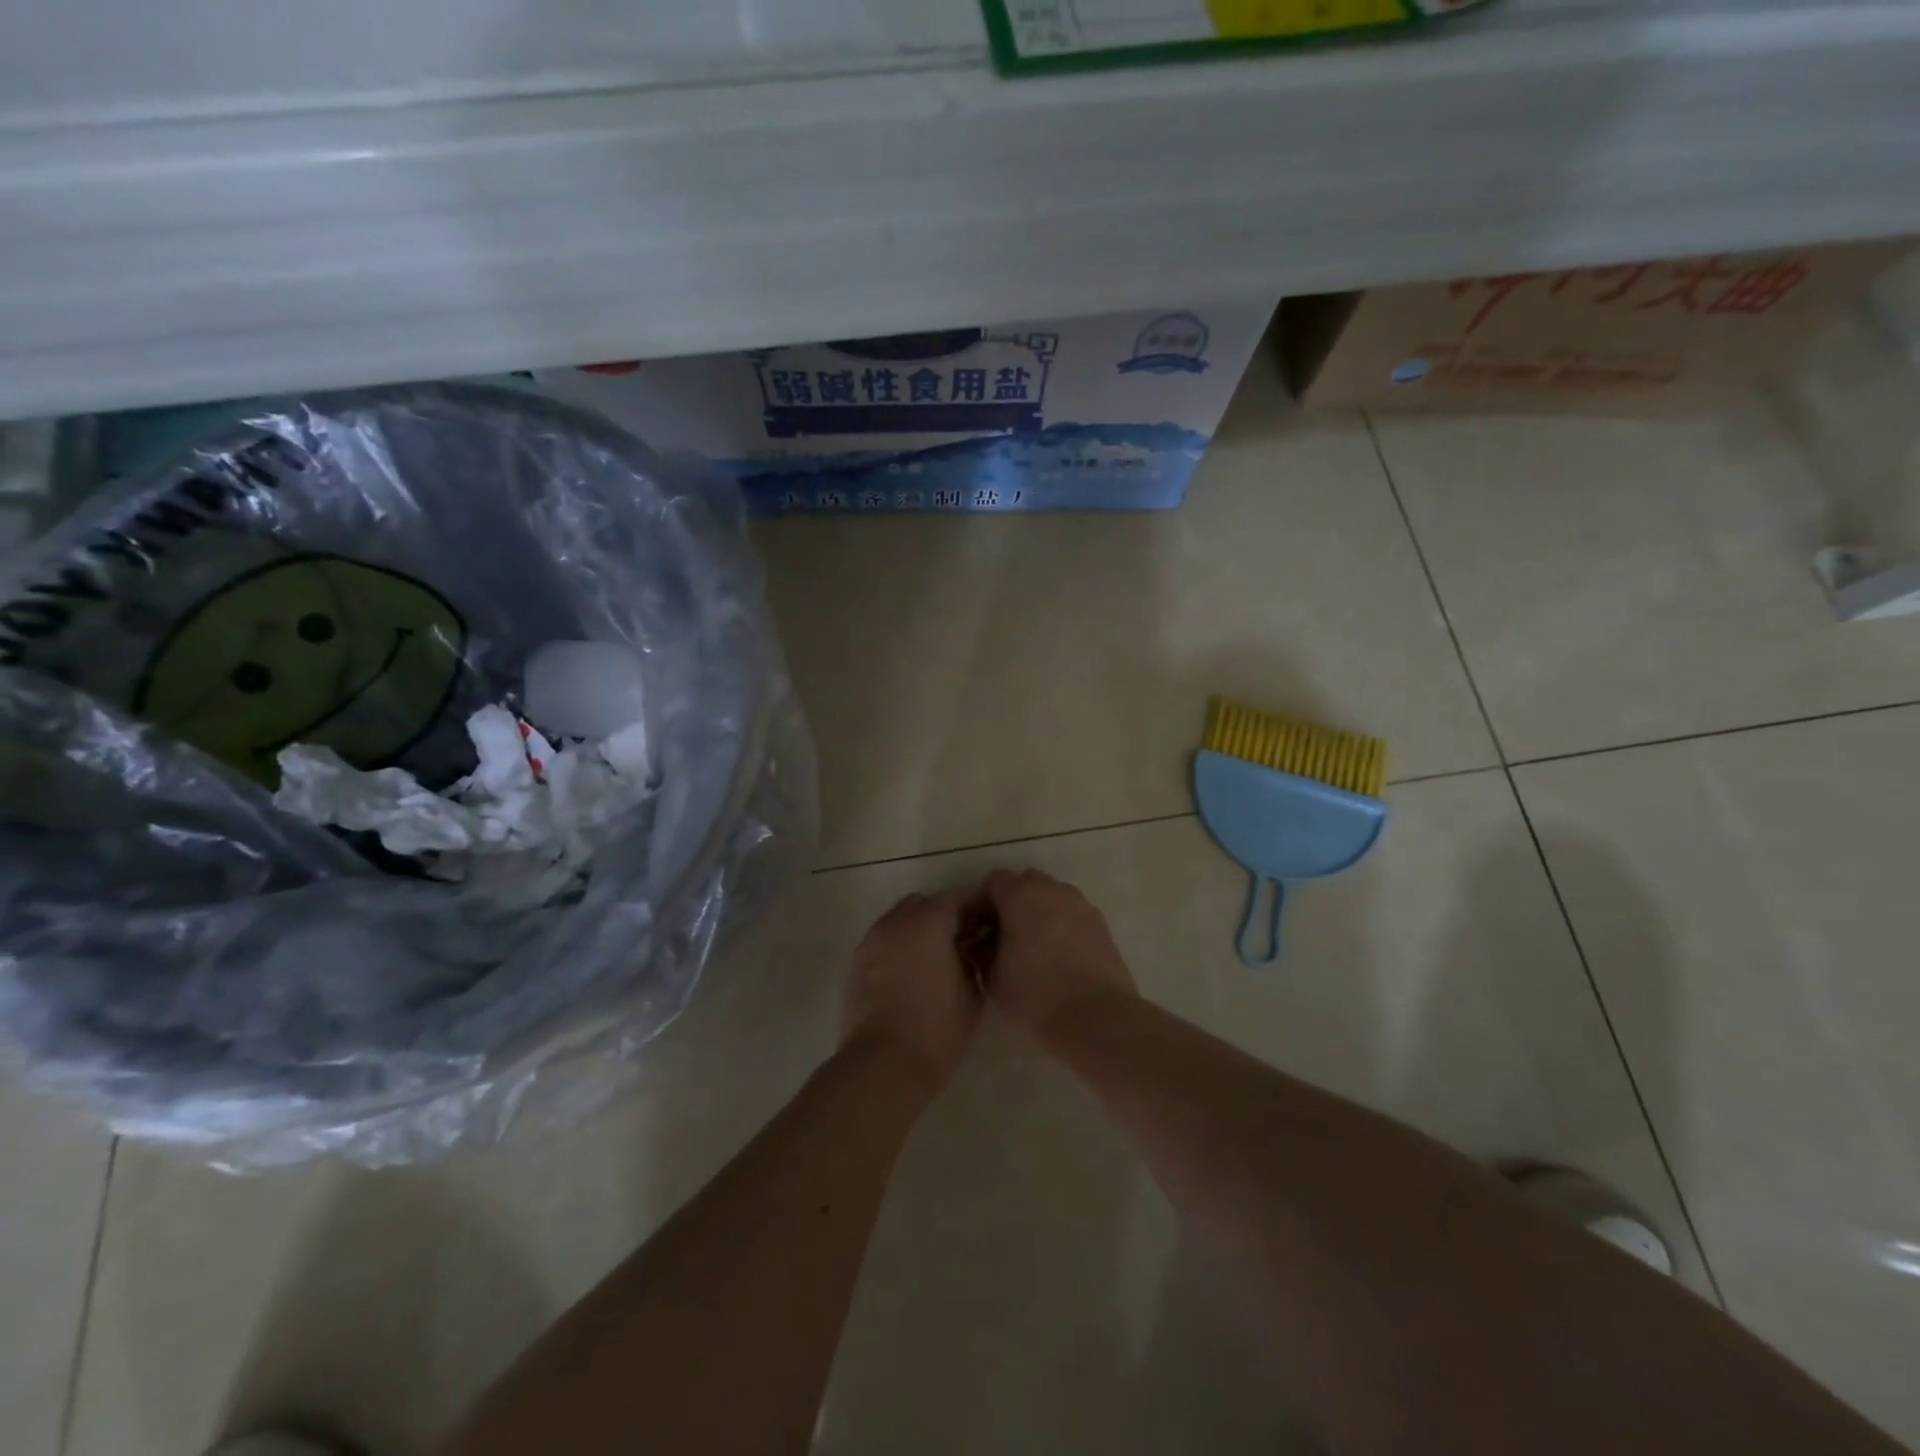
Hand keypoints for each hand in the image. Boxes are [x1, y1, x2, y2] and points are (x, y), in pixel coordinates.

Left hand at [841, 891, 981, 1095]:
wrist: (884, 1063)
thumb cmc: (937, 1028)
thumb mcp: (972, 992)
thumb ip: (972, 959)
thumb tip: (968, 949)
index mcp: (928, 921)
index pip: (957, 898)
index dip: (975, 909)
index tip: (988, 925)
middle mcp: (896, 921)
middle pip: (924, 904)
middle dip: (943, 916)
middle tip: (961, 941)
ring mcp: (872, 941)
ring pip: (899, 921)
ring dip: (917, 930)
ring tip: (934, 959)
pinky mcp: (856, 963)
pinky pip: (883, 942)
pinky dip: (898, 948)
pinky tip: (910, 974)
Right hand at [980, 869, 1136, 1041]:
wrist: (1096, 1015)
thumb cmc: (1036, 995)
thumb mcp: (992, 978)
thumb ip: (982, 951)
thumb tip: (984, 943)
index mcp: (1020, 896)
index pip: (993, 881)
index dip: (984, 902)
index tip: (981, 929)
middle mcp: (1051, 889)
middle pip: (1025, 882)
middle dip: (1013, 901)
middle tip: (1007, 934)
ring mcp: (1079, 902)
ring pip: (1051, 895)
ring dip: (1040, 910)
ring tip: (1036, 944)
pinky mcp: (1099, 920)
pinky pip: (1072, 911)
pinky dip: (1062, 922)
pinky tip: (1060, 953)